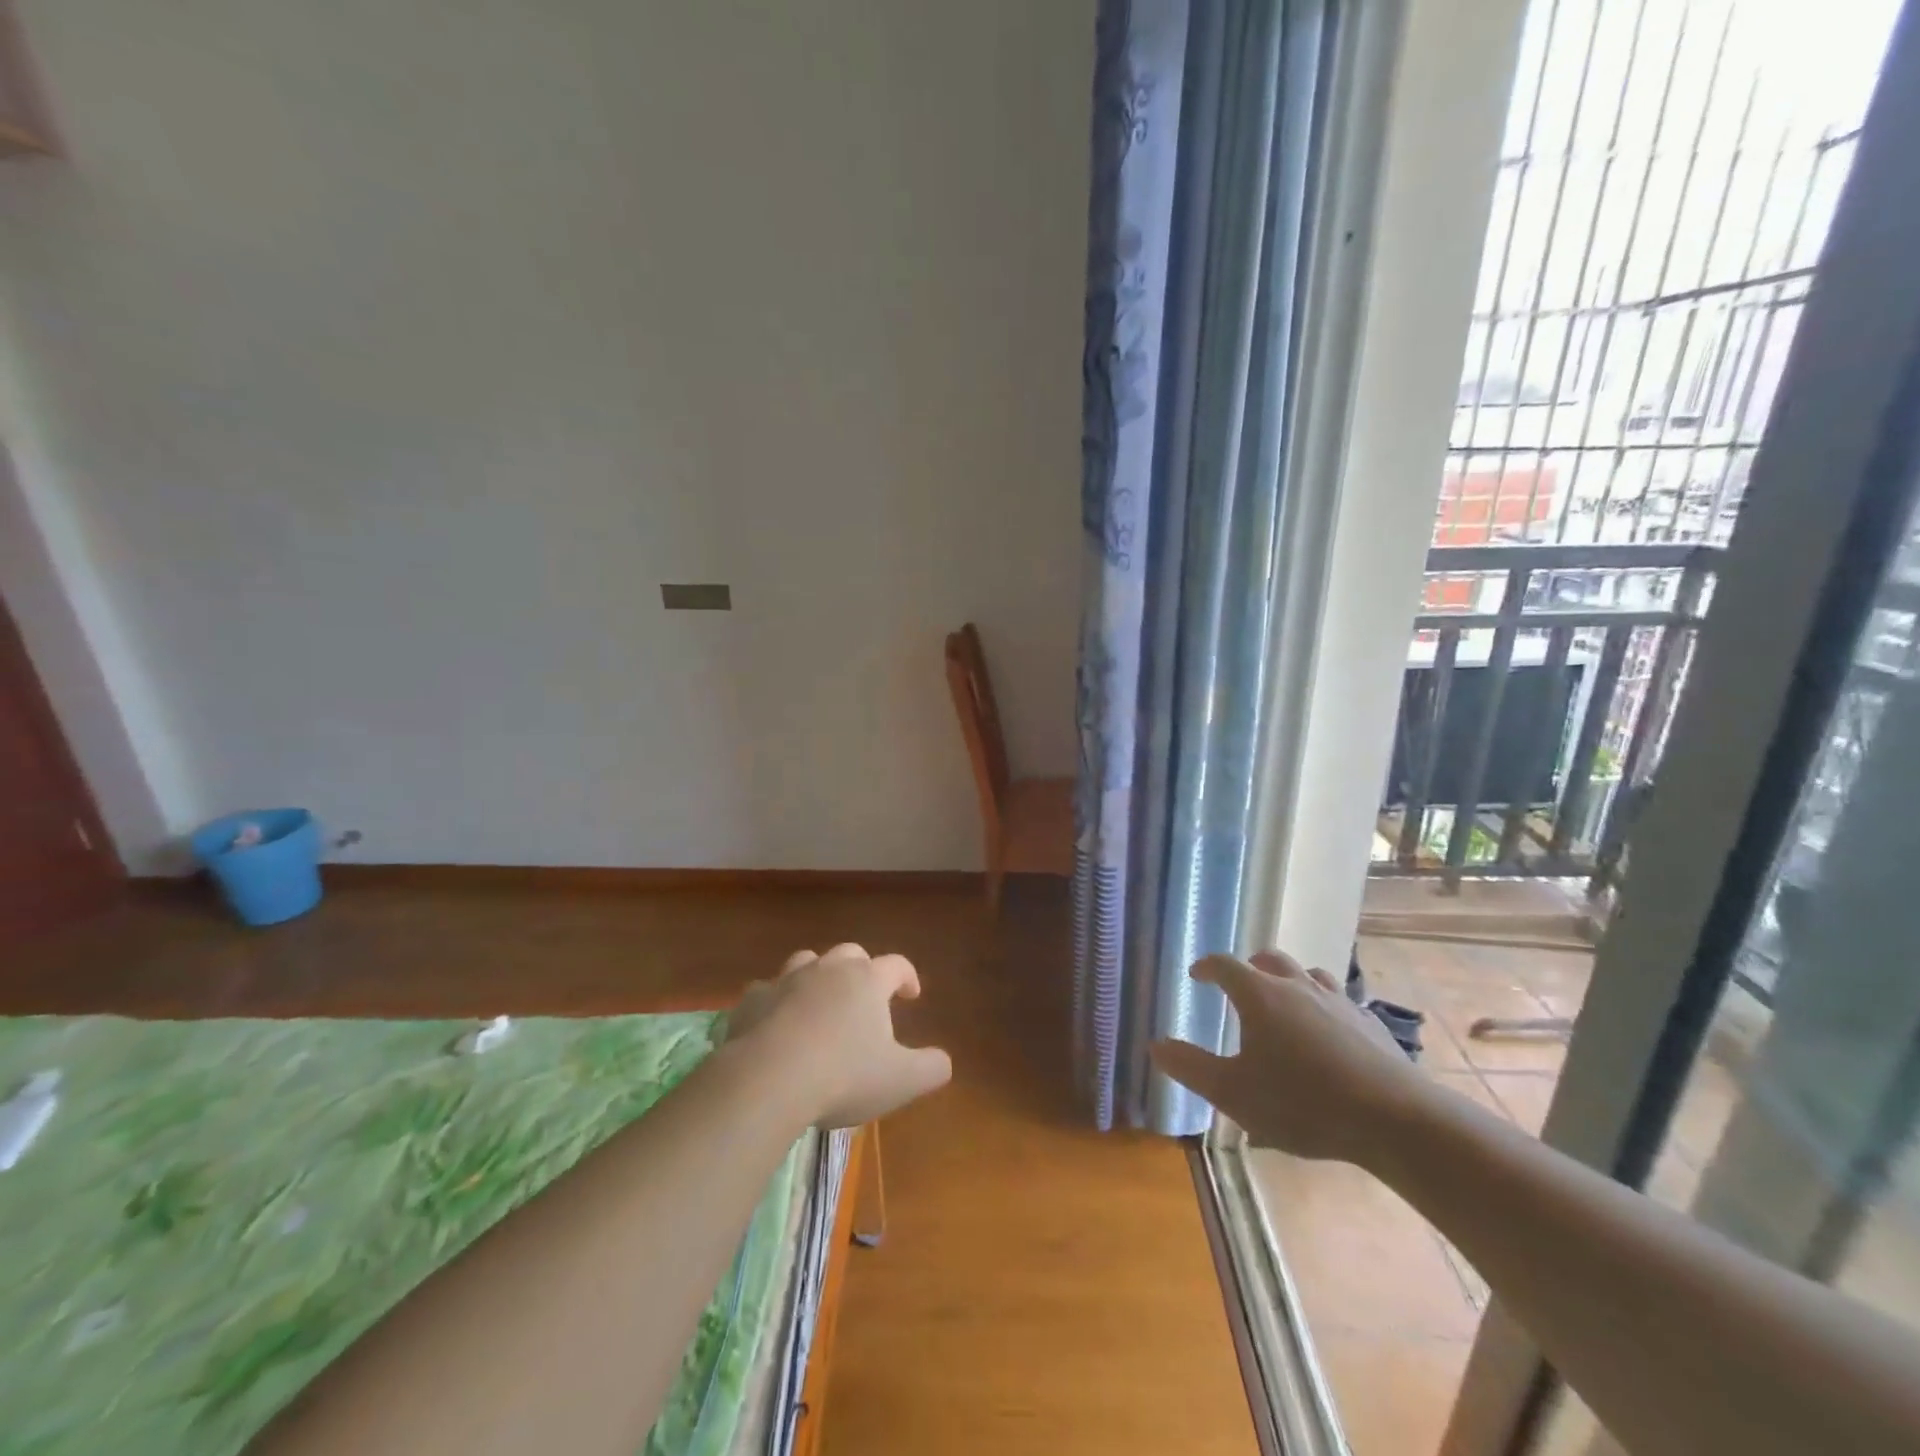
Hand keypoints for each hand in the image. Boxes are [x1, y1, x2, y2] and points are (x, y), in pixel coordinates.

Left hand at [725, 943, 952, 1128]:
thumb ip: (931, 1068)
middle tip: (865, 996)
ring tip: (820, 1002)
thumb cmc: (843, 1076)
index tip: (912, 994)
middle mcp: (829, 969)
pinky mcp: (753, 1000)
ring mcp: (787, 980)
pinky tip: (775, 1022)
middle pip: (851, 954)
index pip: (897, 965)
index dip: (908, 976)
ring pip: (807, 961)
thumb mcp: (901, 1080)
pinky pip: (766, 990)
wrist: (768, 1079)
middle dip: (861, 969)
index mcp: (868, 981)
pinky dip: (775, 1001)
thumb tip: (943, 1061)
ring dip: (817, 976)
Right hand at [1149, 951, 1430, 1162]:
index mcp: (1259, 995)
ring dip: (1289, 981)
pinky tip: (1327, 1033)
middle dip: (1249, 966)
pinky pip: (1339, 1000)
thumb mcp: (1234, 1093)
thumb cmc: (1303, 1103)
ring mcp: (1338, 1000)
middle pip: (1269, 958)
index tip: (1196, 976)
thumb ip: (1191, 1067)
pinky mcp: (1369, 1022)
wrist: (1395, 1119)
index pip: (1224, 965)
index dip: (1207, 967)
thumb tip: (1155, 1045)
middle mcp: (1297, 985)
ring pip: (1308, 974)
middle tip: (1239, 985)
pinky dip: (1323, 1005)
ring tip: (1283, 1003)